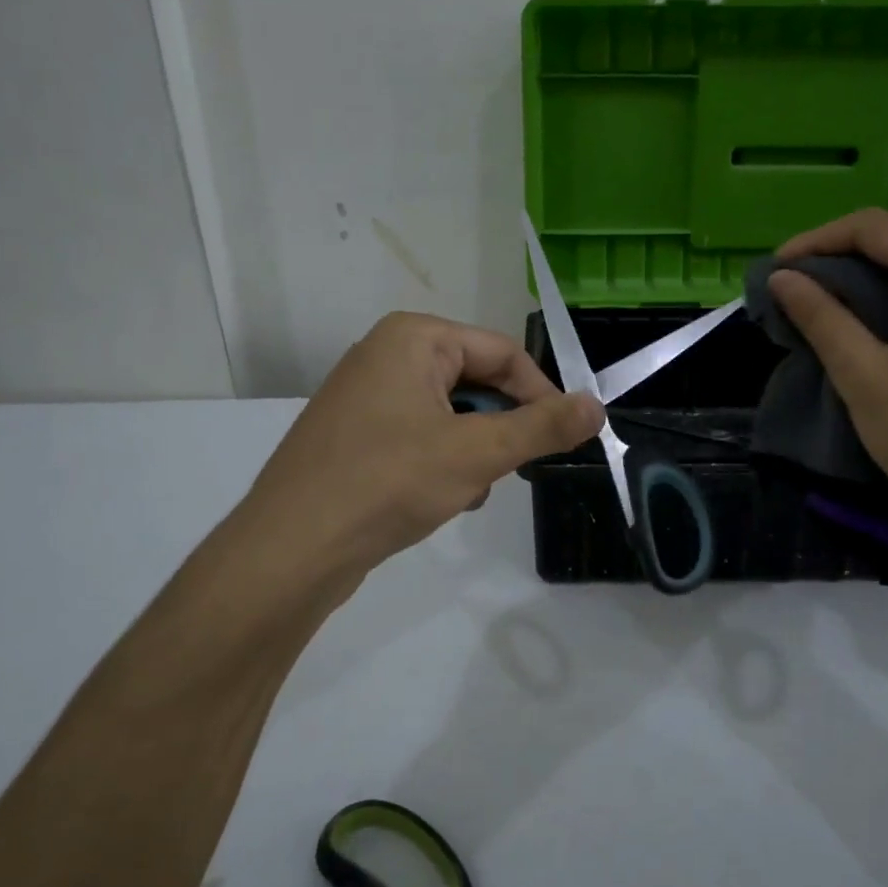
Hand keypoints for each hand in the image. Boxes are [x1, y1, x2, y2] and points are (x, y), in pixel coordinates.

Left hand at [241, 312, 603, 586]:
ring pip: (452, 413)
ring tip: (468, 490)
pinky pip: (421, 435)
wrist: (290, 550)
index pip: (503, 352)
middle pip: (476, 381)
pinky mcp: (356, 434)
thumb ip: (542, 427)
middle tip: (513, 469)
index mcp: (413, 337)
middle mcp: (387, 354)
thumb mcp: (477, 453)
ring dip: (473, 451)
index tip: (566, 438)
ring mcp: (366, 395)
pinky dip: (442, 462)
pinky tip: (440, 499)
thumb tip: (597, 406)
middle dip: (500, 428)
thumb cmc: (388, 483)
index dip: (542, 394)